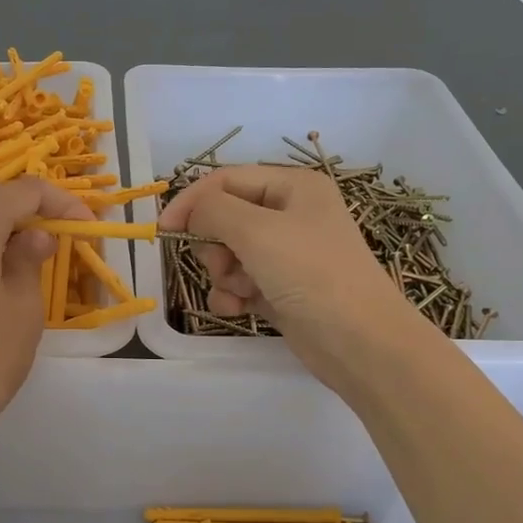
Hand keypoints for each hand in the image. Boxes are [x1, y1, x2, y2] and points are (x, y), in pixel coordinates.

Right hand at [159, 164, 429, 392]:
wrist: (360, 342)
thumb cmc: (311, 274)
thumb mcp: (257, 232)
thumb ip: (213, 211)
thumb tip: (189, 211)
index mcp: (293, 187)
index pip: (226, 180)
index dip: (192, 201)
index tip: (162, 230)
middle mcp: (291, 215)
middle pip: (225, 218)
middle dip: (215, 245)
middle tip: (224, 265)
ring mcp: (287, 255)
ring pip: (229, 254)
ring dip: (224, 275)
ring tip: (242, 292)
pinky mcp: (282, 290)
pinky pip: (241, 283)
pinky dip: (233, 296)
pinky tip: (240, 310)